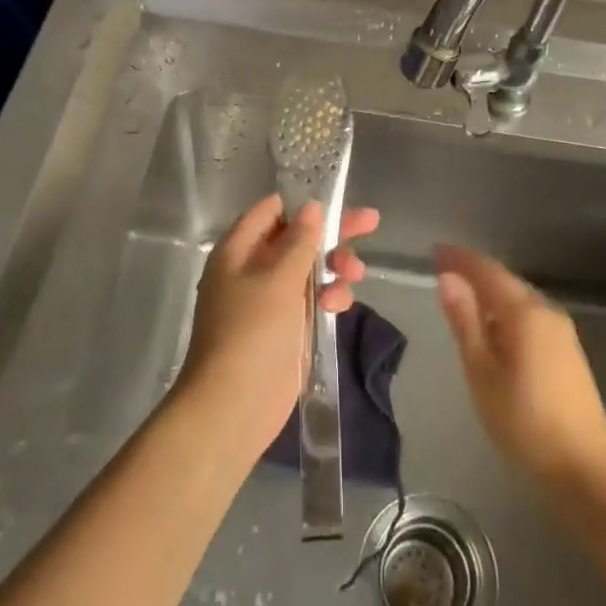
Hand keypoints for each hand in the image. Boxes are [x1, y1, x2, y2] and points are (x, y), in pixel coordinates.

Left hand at [174, 193, 377, 459]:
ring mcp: (270, 300)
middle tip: (370, 222)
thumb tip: (312, 207)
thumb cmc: (252, 331)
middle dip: (332, 233)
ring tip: (354, 275)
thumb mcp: (278, 278)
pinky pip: (311, 299)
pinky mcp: (286, 327)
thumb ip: (299, 240)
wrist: (235, 405)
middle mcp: (252, 269)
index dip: (302, 204)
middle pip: (296, 238)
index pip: (271, 211)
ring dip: (334, 267)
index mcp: (238, 250)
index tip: (336, 201)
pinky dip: (328, 296)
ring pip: (309, 269)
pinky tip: (338, 304)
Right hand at [435, 244, 605, 485]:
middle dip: (475, 273)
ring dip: (491, 294)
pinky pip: (530, 317)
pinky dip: (506, 312)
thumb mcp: (481, 370)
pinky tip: (494, 329)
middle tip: (444, 271)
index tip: (436, 251)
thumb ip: (465, 321)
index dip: (461, 259)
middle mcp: (546, 311)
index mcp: (524, 311)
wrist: (583, 466)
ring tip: (463, 298)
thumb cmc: (522, 418)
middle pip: (506, 282)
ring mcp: (561, 332)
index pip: (487, 271)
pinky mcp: (568, 352)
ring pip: (519, 300)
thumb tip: (448, 278)